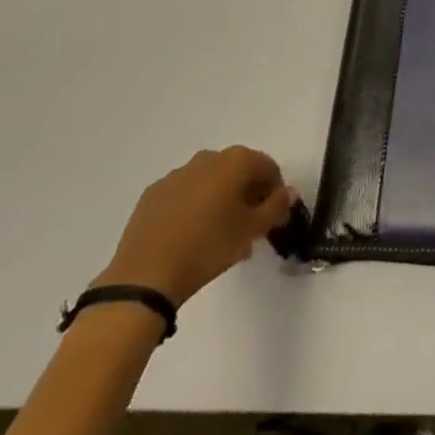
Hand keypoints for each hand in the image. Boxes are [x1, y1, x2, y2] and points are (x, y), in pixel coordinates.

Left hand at [93, 146, 294, 305]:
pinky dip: (193, 207)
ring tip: (218, 236)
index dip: (275, 191)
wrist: (145, 277)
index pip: (267, 167)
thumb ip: (275, 208)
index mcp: (235, 161)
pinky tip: (189, 236)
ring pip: (209, 181)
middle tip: (248, 227)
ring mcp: (177, 174)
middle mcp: (207, 157)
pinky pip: (183, 194)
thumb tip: (289, 193)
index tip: (273, 216)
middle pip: (238, 171)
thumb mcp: (250, 232)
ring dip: (220, 200)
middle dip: (247, 194)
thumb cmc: (207, 248)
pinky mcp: (153, 193)